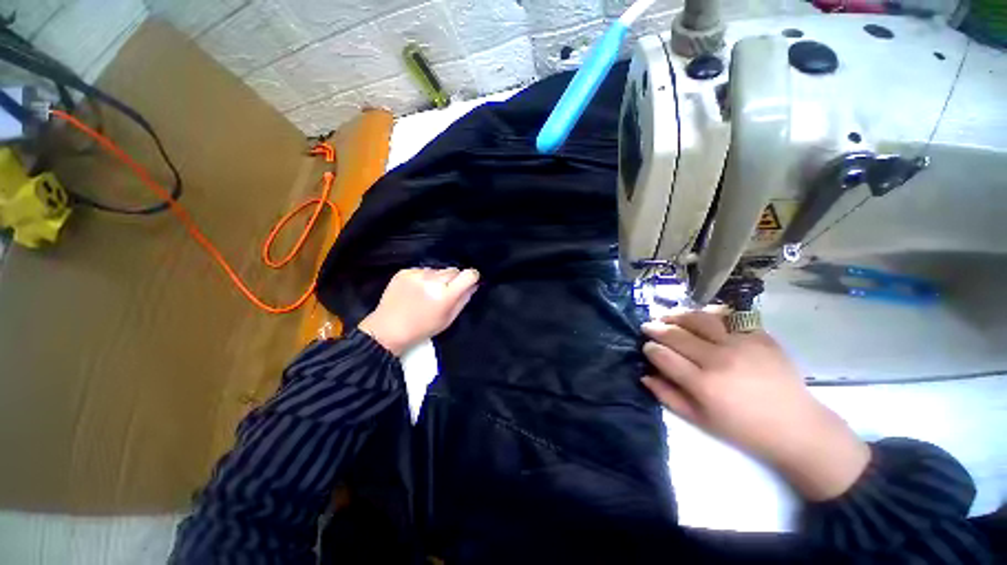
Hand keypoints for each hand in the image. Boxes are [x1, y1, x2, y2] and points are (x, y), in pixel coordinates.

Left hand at [359, 268, 478, 355]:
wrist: (388, 329)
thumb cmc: (422, 329)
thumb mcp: (448, 319)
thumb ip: (463, 300)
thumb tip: (474, 285)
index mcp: (445, 295)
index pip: (468, 274)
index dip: (472, 277)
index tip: (470, 281)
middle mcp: (432, 281)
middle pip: (453, 270)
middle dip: (454, 279)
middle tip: (446, 292)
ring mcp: (417, 275)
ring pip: (438, 269)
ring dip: (438, 278)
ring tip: (428, 292)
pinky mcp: (404, 272)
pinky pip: (423, 270)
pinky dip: (424, 277)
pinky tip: (416, 290)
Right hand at [641, 311, 869, 500]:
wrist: (797, 427)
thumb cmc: (744, 429)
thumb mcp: (700, 420)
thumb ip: (668, 396)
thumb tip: (645, 375)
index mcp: (703, 384)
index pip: (663, 356)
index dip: (650, 349)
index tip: (646, 347)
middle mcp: (718, 358)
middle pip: (676, 334)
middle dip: (656, 328)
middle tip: (648, 327)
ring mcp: (741, 344)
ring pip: (699, 318)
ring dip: (678, 315)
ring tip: (668, 316)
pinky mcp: (759, 336)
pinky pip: (729, 316)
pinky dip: (710, 313)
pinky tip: (701, 316)